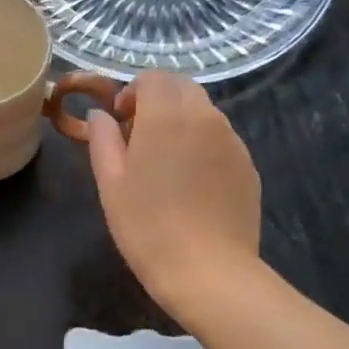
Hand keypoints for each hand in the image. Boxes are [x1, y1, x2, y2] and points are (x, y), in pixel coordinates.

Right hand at [86, 71, 260, 312]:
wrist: (208, 270)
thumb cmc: (147, 226)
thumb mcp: (111, 184)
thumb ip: (102, 140)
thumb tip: (100, 116)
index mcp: (166, 116)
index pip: (152, 78)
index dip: (132, 92)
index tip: (120, 122)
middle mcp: (205, 117)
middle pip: (182, 87)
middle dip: (158, 100)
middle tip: (140, 137)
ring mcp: (232, 141)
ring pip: (204, 112)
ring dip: (181, 121)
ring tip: (165, 162)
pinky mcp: (248, 165)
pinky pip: (221, 139)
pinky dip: (202, 144)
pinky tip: (191, 183)